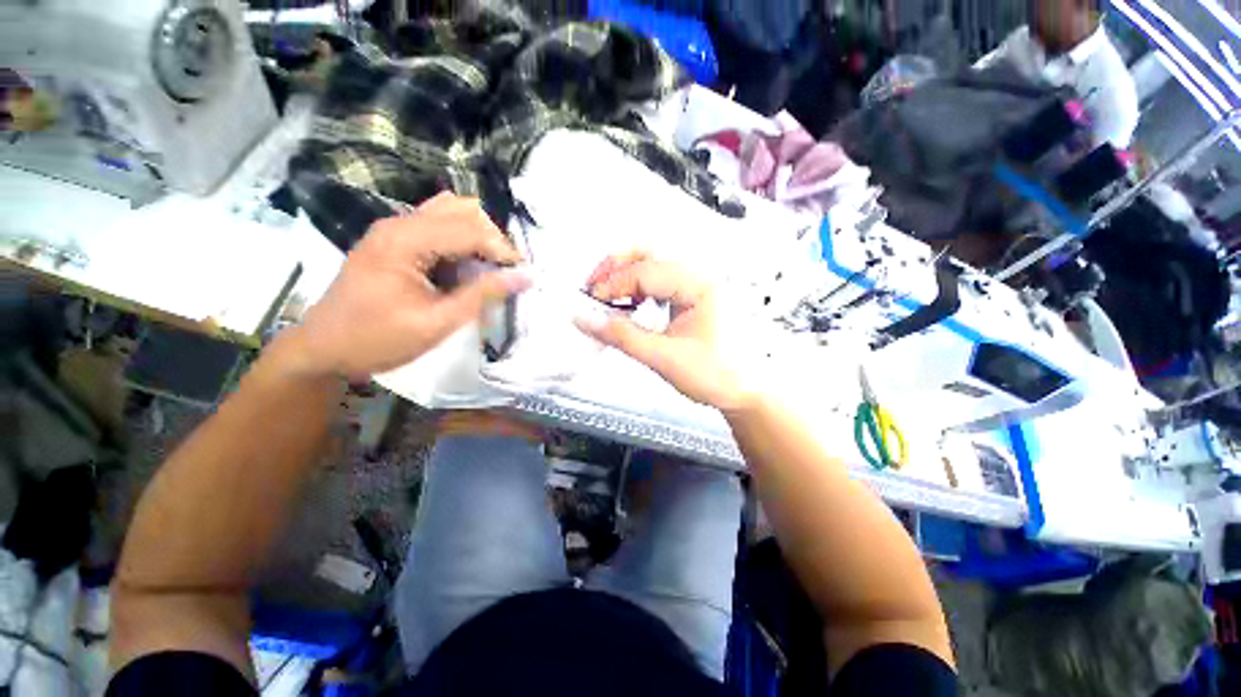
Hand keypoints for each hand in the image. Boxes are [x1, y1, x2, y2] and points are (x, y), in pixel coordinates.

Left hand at [283, 193, 528, 380]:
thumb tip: (524, 277)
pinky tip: (465, 267)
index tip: (523, 274)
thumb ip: (482, 295)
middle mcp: (399, 224)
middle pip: (463, 210)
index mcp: (405, 240)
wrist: (324, 348)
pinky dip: (461, 241)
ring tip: (488, 269)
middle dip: (492, 239)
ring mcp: (395, 229)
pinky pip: (439, 226)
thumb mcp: (437, 323)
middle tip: (504, 273)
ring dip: (478, 237)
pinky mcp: (395, 240)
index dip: (502, 249)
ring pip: (452, 213)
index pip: (469, 229)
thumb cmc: (378, 339)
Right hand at [575, 252, 753, 412]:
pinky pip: (659, 282)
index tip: (591, 304)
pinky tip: (629, 305)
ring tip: (607, 298)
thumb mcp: (664, 358)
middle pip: (649, 253)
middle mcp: (700, 276)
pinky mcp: (692, 296)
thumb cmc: (719, 374)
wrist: (748, 390)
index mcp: (699, 284)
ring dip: (625, 277)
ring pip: (653, 265)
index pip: (644, 271)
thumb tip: (586, 319)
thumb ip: (621, 337)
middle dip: (616, 266)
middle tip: (594, 287)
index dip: (612, 285)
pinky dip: (638, 289)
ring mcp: (697, 285)